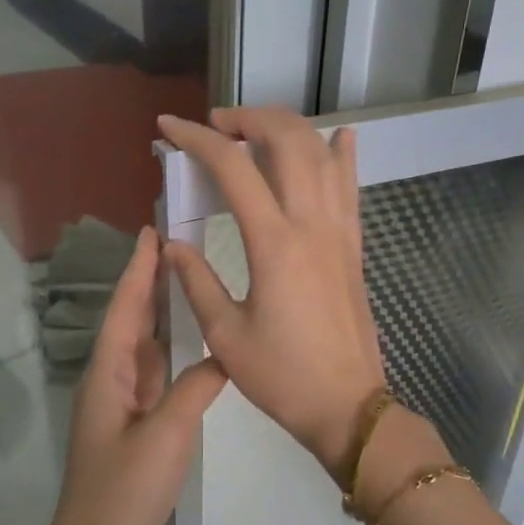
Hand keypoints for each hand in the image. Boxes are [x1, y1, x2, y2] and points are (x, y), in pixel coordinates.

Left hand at [32, 227, 225, 524]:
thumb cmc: (124, 491)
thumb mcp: (166, 435)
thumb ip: (195, 389)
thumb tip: (221, 359)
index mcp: (108, 376)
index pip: (126, 310)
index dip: (138, 271)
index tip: (152, 231)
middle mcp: (111, 384)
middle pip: (132, 324)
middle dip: (150, 286)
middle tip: (177, 249)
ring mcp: (122, 409)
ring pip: (144, 352)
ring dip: (162, 319)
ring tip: (189, 287)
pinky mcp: (135, 432)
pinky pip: (156, 381)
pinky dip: (173, 359)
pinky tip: (194, 353)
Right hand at [157, 108, 386, 478]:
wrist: (347, 405)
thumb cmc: (282, 377)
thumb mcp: (226, 335)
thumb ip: (196, 281)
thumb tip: (171, 245)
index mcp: (274, 243)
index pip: (233, 168)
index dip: (197, 138)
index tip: (168, 127)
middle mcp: (312, 224)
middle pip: (287, 141)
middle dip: (248, 119)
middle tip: (216, 125)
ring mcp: (340, 232)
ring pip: (323, 155)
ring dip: (289, 129)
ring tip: (257, 130)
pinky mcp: (355, 247)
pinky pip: (352, 188)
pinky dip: (343, 156)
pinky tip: (341, 136)